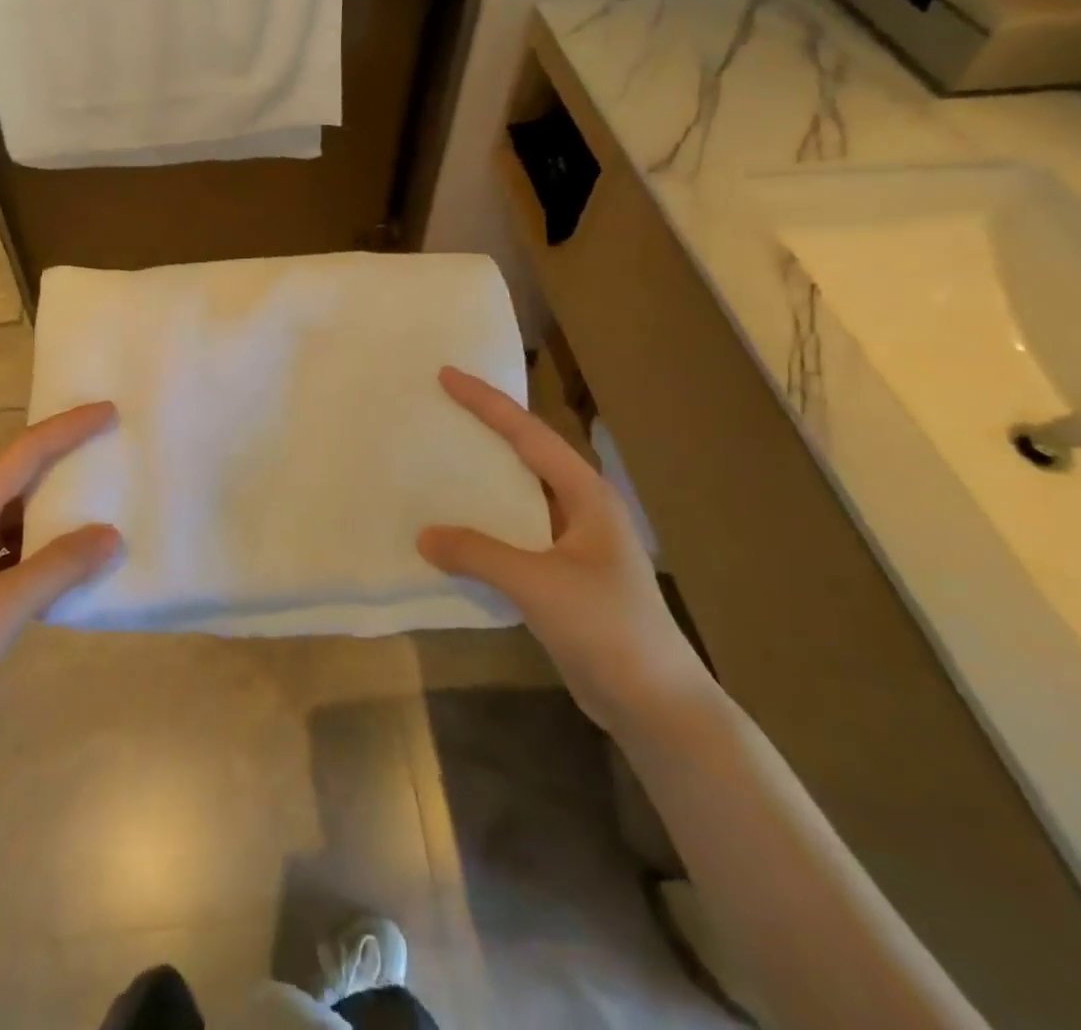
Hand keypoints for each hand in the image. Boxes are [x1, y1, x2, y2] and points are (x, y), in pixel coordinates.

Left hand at [0, 403, 122, 733]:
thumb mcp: (5, 607)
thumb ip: (60, 567)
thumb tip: (112, 535)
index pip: (23, 455)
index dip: (66, 428)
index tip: (109, 412)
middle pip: (21, 475)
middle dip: (64, 453)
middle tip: (111, 442)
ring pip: (23, 513)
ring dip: (60, 500)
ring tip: (104, 493)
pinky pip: (23, 549)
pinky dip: (53, 544)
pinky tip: (78, 558)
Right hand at [418, 368, 711, 733]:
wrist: (656, 704)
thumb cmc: (608, 629)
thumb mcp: (540, 585)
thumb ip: (480, 555)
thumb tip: (424, 536)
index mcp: (587, 496)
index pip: (529, 435)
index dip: (487, 403)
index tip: (447, 375)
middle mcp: (581, 509)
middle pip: (526, 455)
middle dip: (486, 428)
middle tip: (441, 407)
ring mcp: (573, 544)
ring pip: (519, 495)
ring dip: (483, 478)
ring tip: (439, 459)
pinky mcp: (562, 575)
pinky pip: (514, 534)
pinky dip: (484, 524)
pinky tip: (455, 529)